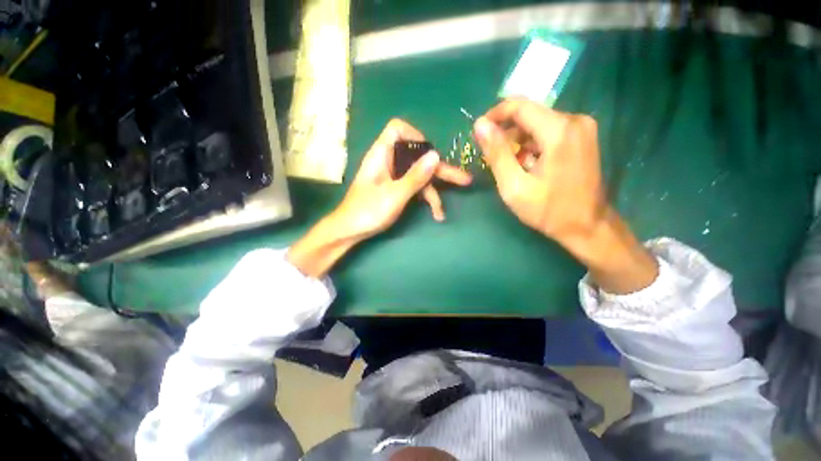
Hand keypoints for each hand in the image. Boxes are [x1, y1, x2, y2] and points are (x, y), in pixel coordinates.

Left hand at [288, 119, 470, 277]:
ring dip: (433, 192)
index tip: (429, 155)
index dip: (416, 136)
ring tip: (441, 212)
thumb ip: (415, 176)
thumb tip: (436, 155)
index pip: (398, 129)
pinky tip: (434, 214)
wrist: (350, 231)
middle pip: (417, 157)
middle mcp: (389, 161)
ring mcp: (393, 176)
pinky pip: (414, 187)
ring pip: (418, 175)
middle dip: (440, 170)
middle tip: (464, 181)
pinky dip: (424, 198)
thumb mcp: (395, 195)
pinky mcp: (395, 188)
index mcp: (382, 154)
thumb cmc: (367, 212)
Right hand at [474, 98, 656, 293]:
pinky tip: (528, 166)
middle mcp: (574, 120)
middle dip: (506, 133)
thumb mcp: (514, 185)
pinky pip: (549, 131)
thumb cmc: (548, 210)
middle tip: (493, 158)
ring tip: (511, 167)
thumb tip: (480, 126)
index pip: (519, 106)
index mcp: (558, 130)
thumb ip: (497, 153)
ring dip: (519, 141)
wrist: (587, 226)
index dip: (494, 116)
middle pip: (529, 115)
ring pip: (538, 124)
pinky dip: (533, 145)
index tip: (479, 133)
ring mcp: (582, 128)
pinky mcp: (583, 137)